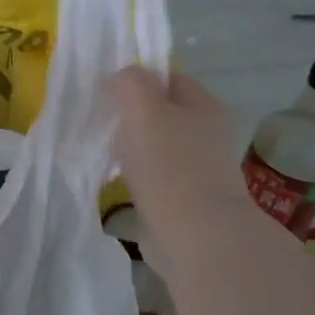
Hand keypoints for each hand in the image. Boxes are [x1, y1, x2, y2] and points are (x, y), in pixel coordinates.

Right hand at [108, 65, 249, 248]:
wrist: (196, 236)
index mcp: (206, 106)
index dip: (138, 78)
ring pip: (156, 143)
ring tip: (110, 153)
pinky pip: (154, 173)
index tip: (108, 92)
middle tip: (106, 123)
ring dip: (131, 146)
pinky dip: (136, 173)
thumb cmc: (169, 164)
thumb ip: (129, 82)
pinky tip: (120, 179)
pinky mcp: (186, 196)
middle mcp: (209, 133)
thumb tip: (121, 80)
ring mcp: (200, 167)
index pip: (169, 77)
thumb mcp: (142, 108)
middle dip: (131, 115)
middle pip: (162, 111)